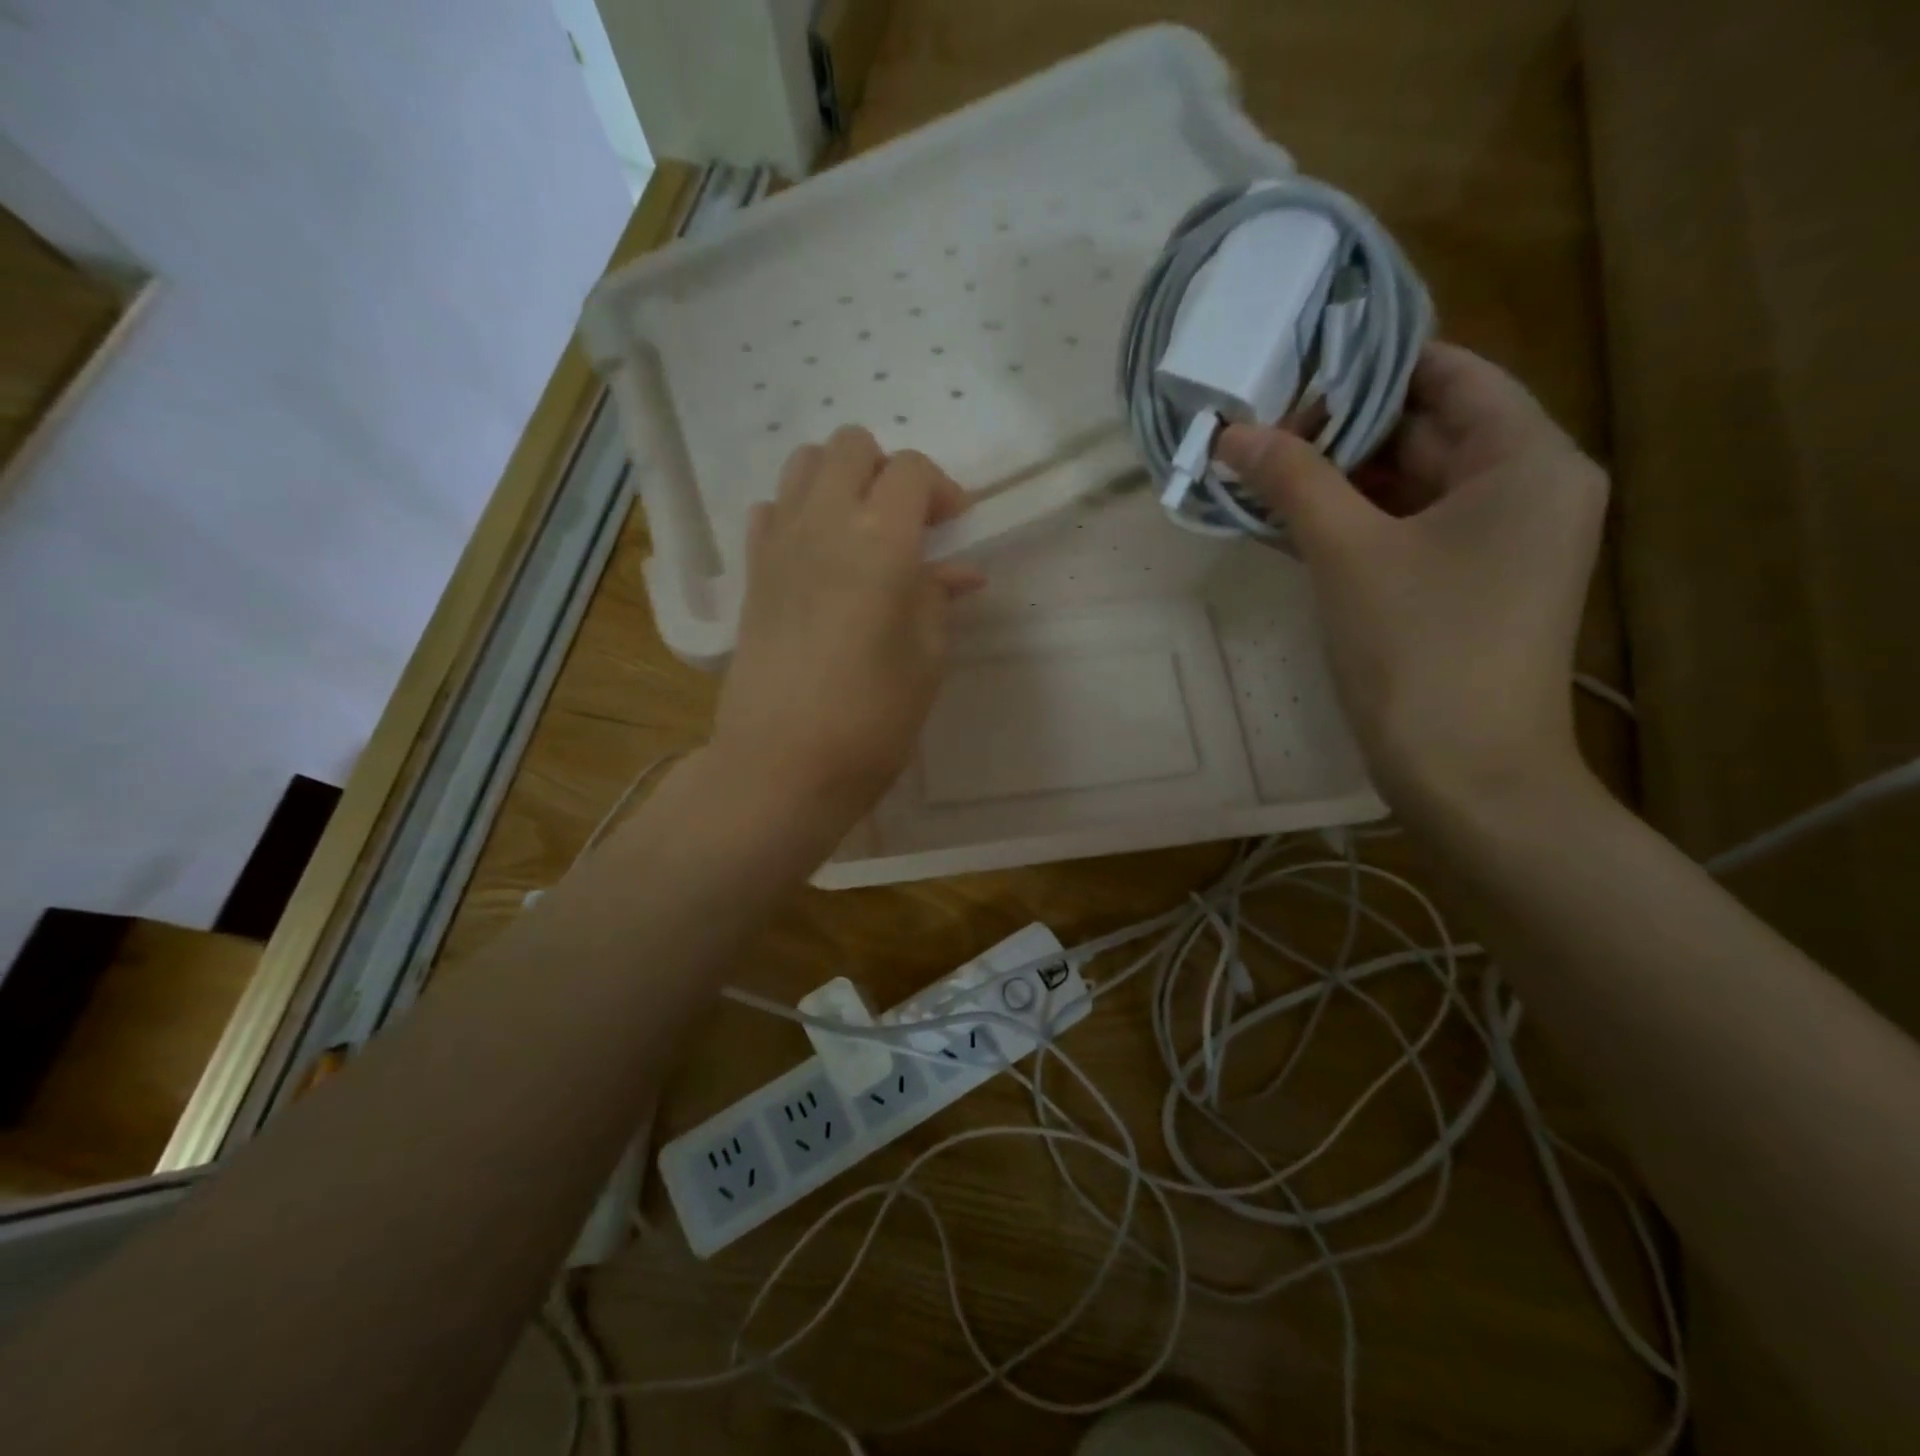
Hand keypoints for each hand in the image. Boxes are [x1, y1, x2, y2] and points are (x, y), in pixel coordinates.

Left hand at [711, 426, 981, 835]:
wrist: (782, 765)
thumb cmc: (872, 719)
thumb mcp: (926, 659)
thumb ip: (939, 600)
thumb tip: (958, 572)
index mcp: (880, 541)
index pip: (910, 470)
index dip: (941, 489)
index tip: (955, 528)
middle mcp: (822, 523)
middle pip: (851, 446)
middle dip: (887, 471)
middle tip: (908, 525)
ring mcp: (777, 544)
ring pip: (803, 464)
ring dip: (839, 480)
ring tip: (861, 532)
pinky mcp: (751, 573)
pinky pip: (769, 510)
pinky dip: (796, 513)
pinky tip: (816, 557)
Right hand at [1217, 342, 1607, 821]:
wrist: (1466, 776)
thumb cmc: (1420, 652)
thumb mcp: (1348, 554)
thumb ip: (1293, 481)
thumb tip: (1233, 431)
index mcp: (1528, 460)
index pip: (1448, 374)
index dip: (1368, 367)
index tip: (1291, 372)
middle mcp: (1527, 489)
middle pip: (1426, 430)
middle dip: (1339, 430)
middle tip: (1257, 430)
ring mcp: (1497, 543)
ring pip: (1408, 486)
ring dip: (1335, 482)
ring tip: (1257, 474)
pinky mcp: (1466, 587)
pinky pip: (1405, 532)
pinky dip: (1351, 525)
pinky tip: (1285, 524)